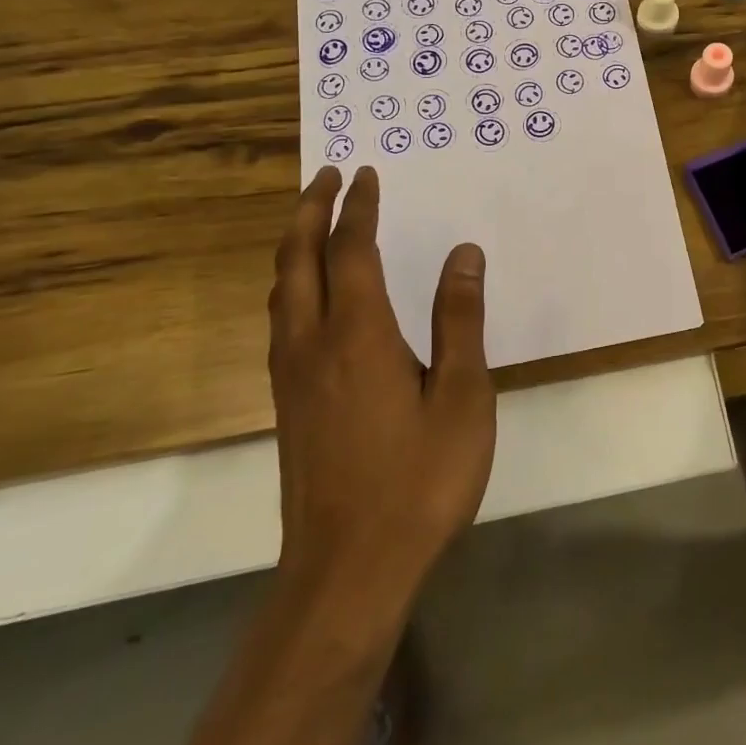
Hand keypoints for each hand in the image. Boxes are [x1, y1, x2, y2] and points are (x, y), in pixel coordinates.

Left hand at [267, 165, 495, 598]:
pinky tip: (307, 295)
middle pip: (298, 259)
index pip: (352, 250)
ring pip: (281, 289)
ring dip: (294, 244)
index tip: (367, 175)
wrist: (349, 569)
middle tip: (327, 176)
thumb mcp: (462, 396)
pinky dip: (291, 282)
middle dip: (310, 210)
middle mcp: (313, 343)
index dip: (359, 208)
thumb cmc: (419, 478)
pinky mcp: (287, 403)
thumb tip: (464, 253)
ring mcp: (292, 375)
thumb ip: (460, 320)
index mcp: (358, 334)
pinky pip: (282, 318)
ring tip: (312, 221)